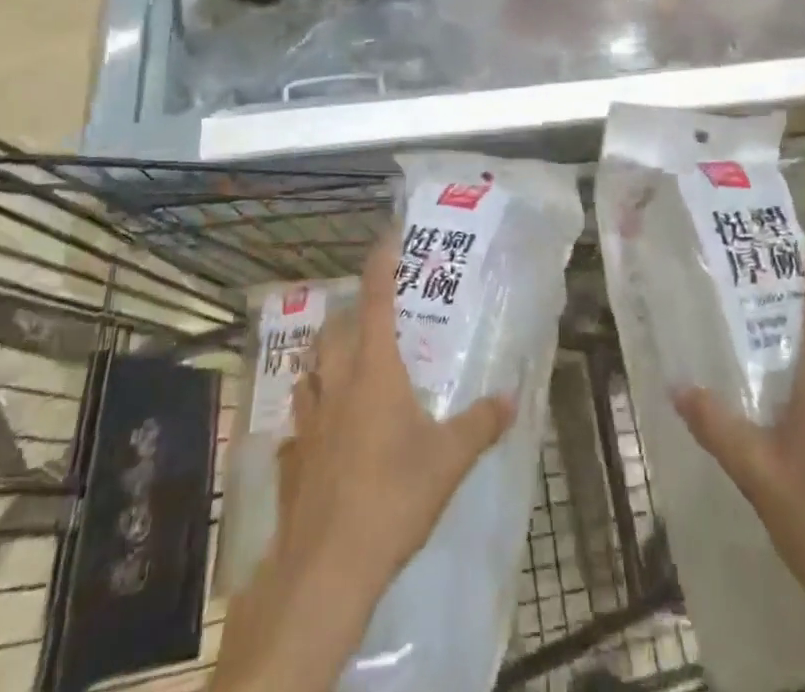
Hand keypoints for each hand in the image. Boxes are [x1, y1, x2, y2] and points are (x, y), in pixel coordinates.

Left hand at [210, 234, 515, 691]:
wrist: (326, 568)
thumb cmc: (392, 497)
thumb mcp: (449, 460)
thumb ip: (481, 424)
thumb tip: (511, 398)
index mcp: (373, 368)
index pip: (374, 297)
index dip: (381, 262)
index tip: (389, 236)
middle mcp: (336, 382)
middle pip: (334, 328)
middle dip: (352, 312)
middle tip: (377, 315)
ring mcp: (308, 418)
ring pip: (311, 368)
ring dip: (328, 356)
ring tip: (350, 364)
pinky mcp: (293, 454)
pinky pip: (301, 416)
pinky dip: (314, 409)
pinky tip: (328, 429)